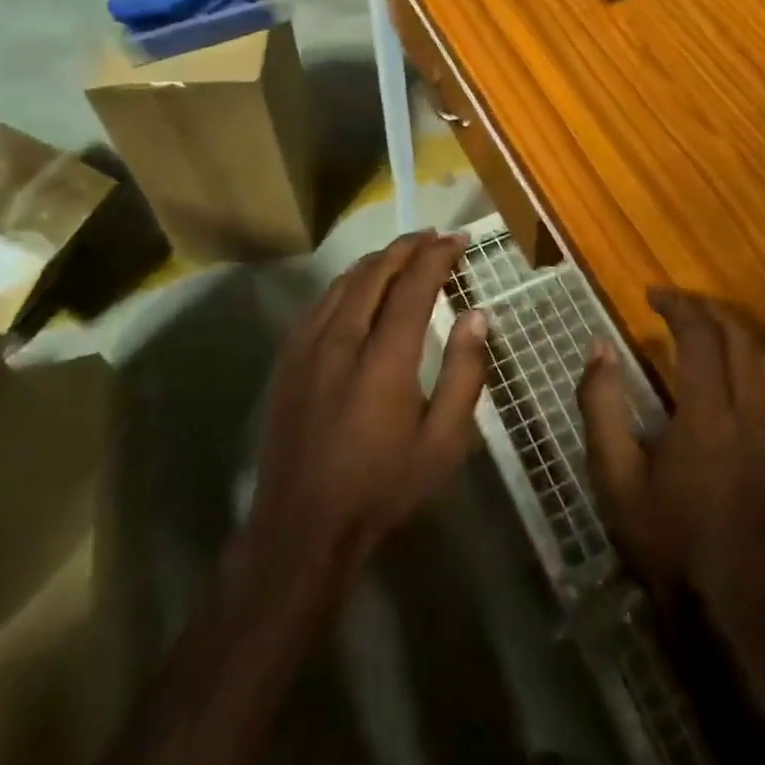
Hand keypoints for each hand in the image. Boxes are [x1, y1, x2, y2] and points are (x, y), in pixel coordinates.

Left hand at [238, 231, 488, 613]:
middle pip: (376, 272)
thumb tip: (476, 315)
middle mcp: (342, 339)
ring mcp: (308, 347)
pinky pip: (320, 302)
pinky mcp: (288, 359)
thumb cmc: (383, 487)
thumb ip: (463, 373)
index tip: (459, 239)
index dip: (437, 255)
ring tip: (403, 253)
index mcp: (385, 358)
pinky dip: (348, 282)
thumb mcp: (443, 442)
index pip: (413, 285)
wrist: (302, 527)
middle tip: (435, 237)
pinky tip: (359, 286)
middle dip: (408, 247)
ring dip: (377, 260)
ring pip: (344, 282)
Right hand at [578, 288, 764, 613]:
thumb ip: (600, 403)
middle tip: (674, 303)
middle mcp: (752, 417)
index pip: (701, 339)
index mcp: (708, 419)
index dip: (678, 306)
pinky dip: (746, 360)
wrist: (718, 601)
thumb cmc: (658, 534)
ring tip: (697, 326)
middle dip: (707, 310)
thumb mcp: (611, 472)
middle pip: (740, 337)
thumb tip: (600, 347)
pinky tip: (721, 370)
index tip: (651, 294)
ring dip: (730, 331)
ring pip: (762, 359)